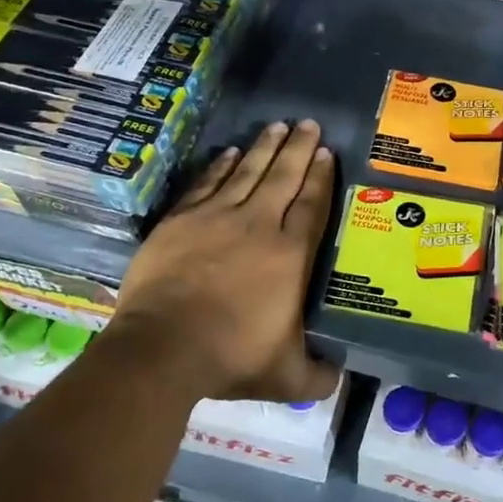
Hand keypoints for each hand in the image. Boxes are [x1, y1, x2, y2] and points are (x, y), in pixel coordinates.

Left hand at [110, 119, 340, 402]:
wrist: (162, 349)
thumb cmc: (231, 357)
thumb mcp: (286, 376)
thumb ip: (318, 375)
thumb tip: (340, 378)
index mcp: (290, 255)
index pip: (312, 205)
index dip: (321, 177)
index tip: (327, 152)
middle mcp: (258, 225)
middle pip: (284, 177)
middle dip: (299, 148)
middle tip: (309, 123)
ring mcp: (217, 218)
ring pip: (248, 172)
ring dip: (265, 147)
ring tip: (278, 126)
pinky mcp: (181, 221)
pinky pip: (207, 183)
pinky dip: (221, 165)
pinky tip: (231, 152)